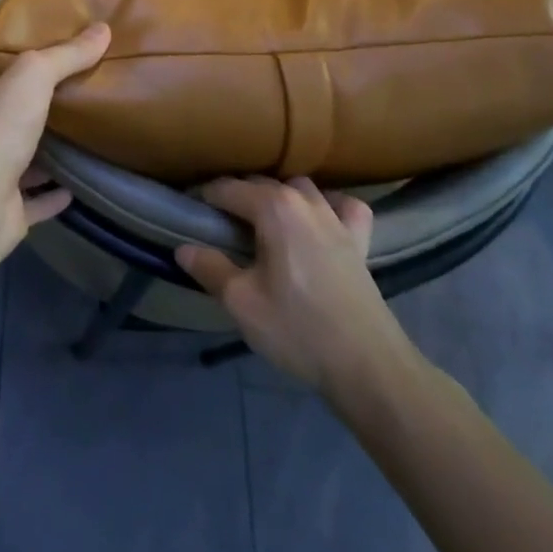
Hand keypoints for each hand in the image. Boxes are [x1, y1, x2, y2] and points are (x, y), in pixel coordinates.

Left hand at [0, 23, 109, 260]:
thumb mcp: (33, 75)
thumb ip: (66, 54)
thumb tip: (103, 29)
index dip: (16, 75)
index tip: (47, 69)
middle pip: (6, 121)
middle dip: (33, 115)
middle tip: (73, 103)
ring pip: (18, 161)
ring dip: (44, 156)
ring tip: (81, 141)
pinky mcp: (3, 212)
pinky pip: (33, 201)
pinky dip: (52, 195)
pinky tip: (77, 187)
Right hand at [178, 178, 415, 408]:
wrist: (369, 367)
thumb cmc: (298, 330)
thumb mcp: (242, 303)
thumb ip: (210, 269)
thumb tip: (183, 248)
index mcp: (273, 208)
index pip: (227, 188)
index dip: (205, 198)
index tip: (191, 214)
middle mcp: (305, 201)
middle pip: (261, 183)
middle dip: (237, 196)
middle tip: (219, 226)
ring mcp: (337, 218)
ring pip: (300, 188)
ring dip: (279, 196)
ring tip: (264, 222)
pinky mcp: (361, 240)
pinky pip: (345, 206)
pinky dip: (330, 205)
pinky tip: (321, 221)